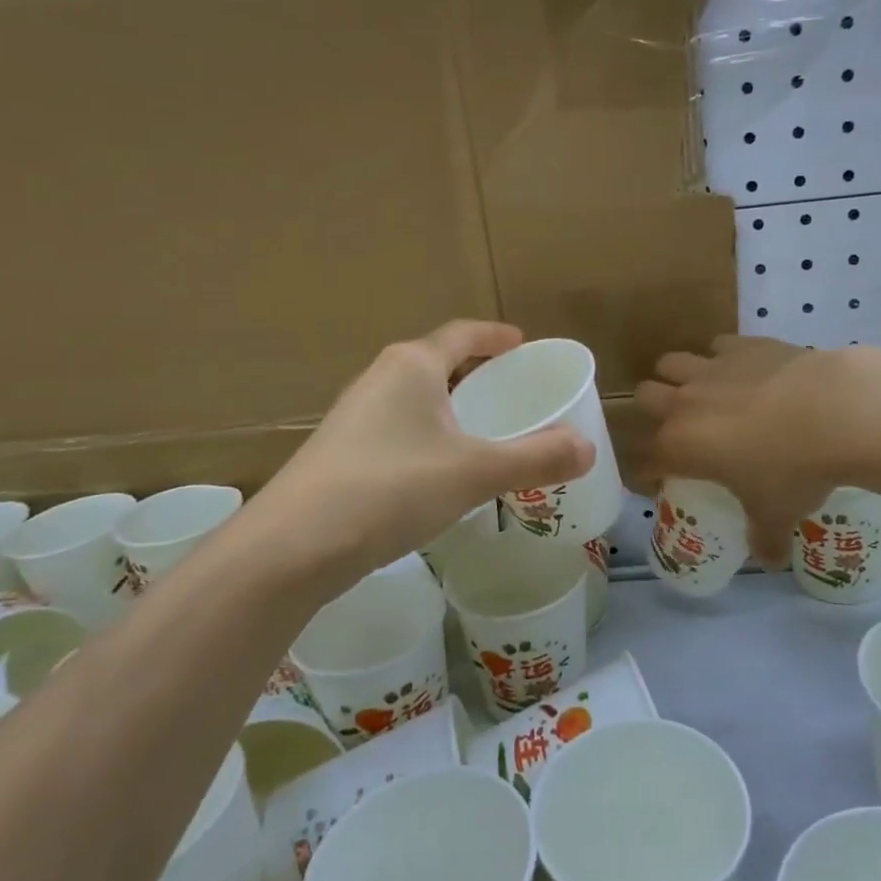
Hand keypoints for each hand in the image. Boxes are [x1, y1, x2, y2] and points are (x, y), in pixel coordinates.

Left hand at [256, 321, 595, 581]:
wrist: (292, 546)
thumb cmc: (390, 489)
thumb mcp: (474, 473)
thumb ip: (536, 458)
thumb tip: (588, 448)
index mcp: (412, 365)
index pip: (463, 333)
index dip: (496, 336)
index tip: (522, 343)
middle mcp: (380, 379)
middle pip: (437, 363)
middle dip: (475, 373)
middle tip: (513, 392)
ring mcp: (354, 416)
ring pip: (415, 399)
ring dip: (450, 407)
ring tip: (483, 432)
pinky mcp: (341, 452)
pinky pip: (398, 429)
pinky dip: (429, 436)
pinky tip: (440, 472)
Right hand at [637, 336, 852, 562]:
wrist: (835, 412)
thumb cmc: (793, 470)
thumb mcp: (776, 514)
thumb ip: (764, 538)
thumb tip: (768, 561)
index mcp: (680, 445)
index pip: (645, 460)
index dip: (648, 473)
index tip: (661, 481)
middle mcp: (684, 402)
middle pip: (644, 396)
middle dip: (654, 411)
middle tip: (682, 429)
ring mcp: (711, 368)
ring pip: (670, 362)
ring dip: (679, 377)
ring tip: (705, 393)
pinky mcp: (742, 345)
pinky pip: (717, 345)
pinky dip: (724, 358)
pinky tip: (745, 371)